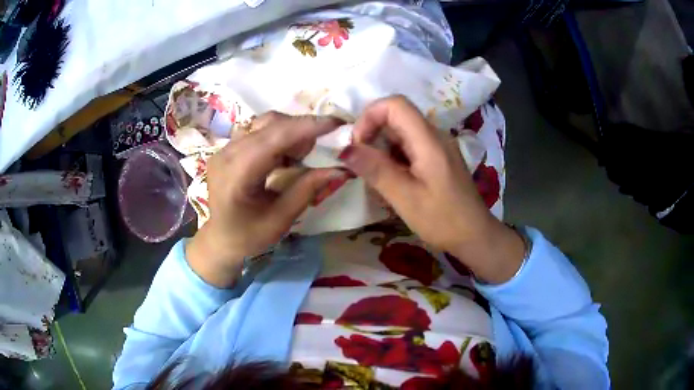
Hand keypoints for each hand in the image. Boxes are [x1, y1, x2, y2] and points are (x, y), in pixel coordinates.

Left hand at [187, 112, 350, 287]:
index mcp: (236, 175)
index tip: (337, 123)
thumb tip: (340, 169)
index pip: (274, 139)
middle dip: (302, 128)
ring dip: (290, 131)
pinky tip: (287, 154)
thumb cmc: (249, 237)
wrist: (220, 240)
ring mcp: (225, 148)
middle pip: (270, 124)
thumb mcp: (281, 219)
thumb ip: (308, 190)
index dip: (306, 127)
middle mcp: (227, 154)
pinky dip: (279, 135)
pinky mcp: (229, 147)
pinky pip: (258, 130)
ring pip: (264, 123)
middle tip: (323, 145)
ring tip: (303, 153)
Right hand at [340, 96, 524, 283]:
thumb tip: (345, 149)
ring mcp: (438, 146)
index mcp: (429, 140)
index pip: (395, 104)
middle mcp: (435, 135)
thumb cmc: (442, 220)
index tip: (358, 145)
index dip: (370, 116)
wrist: (475, 236)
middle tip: (362, 165)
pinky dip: (393, 158)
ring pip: (401, 133)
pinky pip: (409, 147)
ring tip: (375, 178)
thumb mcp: (405, 197)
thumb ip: (376, 170)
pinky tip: (392, 182)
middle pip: (397, 117)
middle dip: (372, 135)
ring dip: (381, 149)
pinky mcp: (438, 159)